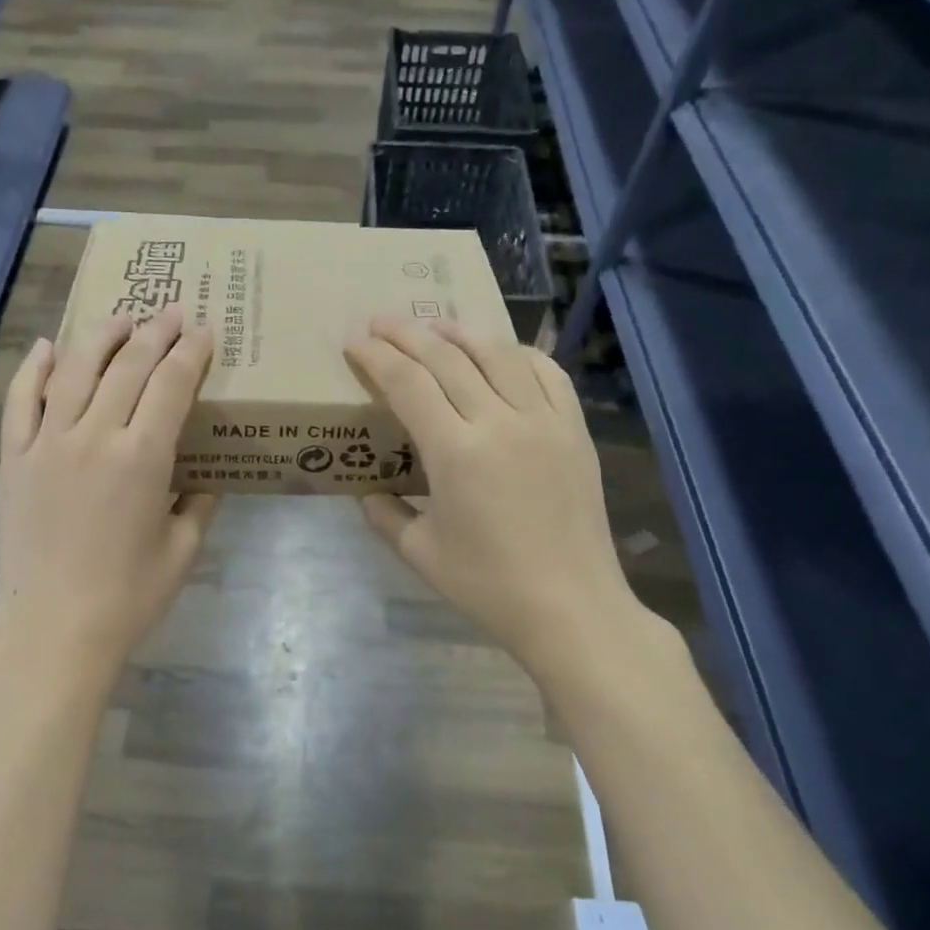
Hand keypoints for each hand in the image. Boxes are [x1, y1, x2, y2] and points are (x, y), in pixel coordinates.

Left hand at [0, 306, 218, 683]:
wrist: (53, 631)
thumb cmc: (128, 597)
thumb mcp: (183, 549)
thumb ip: (200, 503)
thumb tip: (207, 475)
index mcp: (142, 459)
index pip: (171, 385)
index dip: (190, 353)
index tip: (202, 331)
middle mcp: (94, 437)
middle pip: (127, 367)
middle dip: (155, 333)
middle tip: (171, 313)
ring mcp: (47, 444)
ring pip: (73, 370)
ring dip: (100, 337)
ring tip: (120, 319)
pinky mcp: (15, 459)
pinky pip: (20, 401)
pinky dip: (32, 369)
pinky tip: (46, 347)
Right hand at [346, 316, 663, 681]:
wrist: (571, 608)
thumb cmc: (488, 586)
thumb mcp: (420, 554)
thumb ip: (385, 516)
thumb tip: (366, 492)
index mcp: (455, 452)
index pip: (407, 383)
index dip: (376, 357)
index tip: (354, 341)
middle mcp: (499, 422)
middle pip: (446, 357)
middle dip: (407, 333)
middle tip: (380, 320)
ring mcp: (544, 421)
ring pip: (498, 354)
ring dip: (460, 332)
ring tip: (434, 324)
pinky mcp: (574, 430)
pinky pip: (547, 374)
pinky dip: (518, 354)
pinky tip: (500, 352)